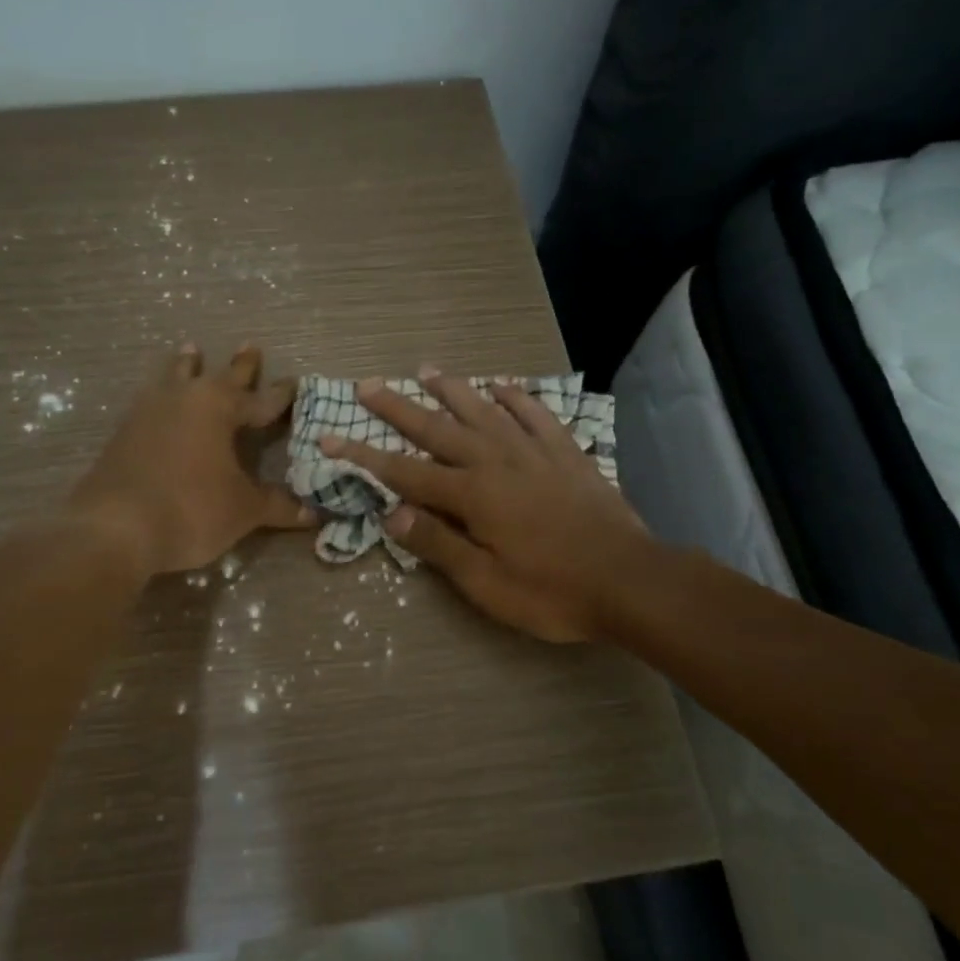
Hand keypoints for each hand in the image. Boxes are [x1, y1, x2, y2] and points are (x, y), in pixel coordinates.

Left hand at [67, 343, 314, 574]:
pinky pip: (150, 400)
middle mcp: (183, 398)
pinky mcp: (123, 432)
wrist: (114, 529)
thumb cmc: (191, 509)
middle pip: (218, 376)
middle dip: (239, 366)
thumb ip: (277, 506)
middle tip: (250, 346)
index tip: (296, 383)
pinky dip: (161, 394)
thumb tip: (312, 514)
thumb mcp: (243, 510)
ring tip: (191, 350)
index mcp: (218, 407)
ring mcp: (148, 412)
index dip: (281, 395)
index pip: (260, 399)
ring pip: (174, 378)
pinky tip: (156, 397)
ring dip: (187, 366)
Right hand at [318, 367, 646, 641]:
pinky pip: (536, 414)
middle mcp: (497, 461)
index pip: (405, 471)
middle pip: (439, 428)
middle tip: (369, 384)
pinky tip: (502, 386)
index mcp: (473, 494)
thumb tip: (391, 513)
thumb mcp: (486, 583)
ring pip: (484, 410)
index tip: (330, 437)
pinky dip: (516, 397)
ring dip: (453, 389)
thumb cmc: (552, 591)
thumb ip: (439, 544)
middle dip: (399, 408)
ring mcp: (535, 452)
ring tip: (427, 369)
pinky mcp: (567, 453)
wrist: (629, 579)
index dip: (364, 456)